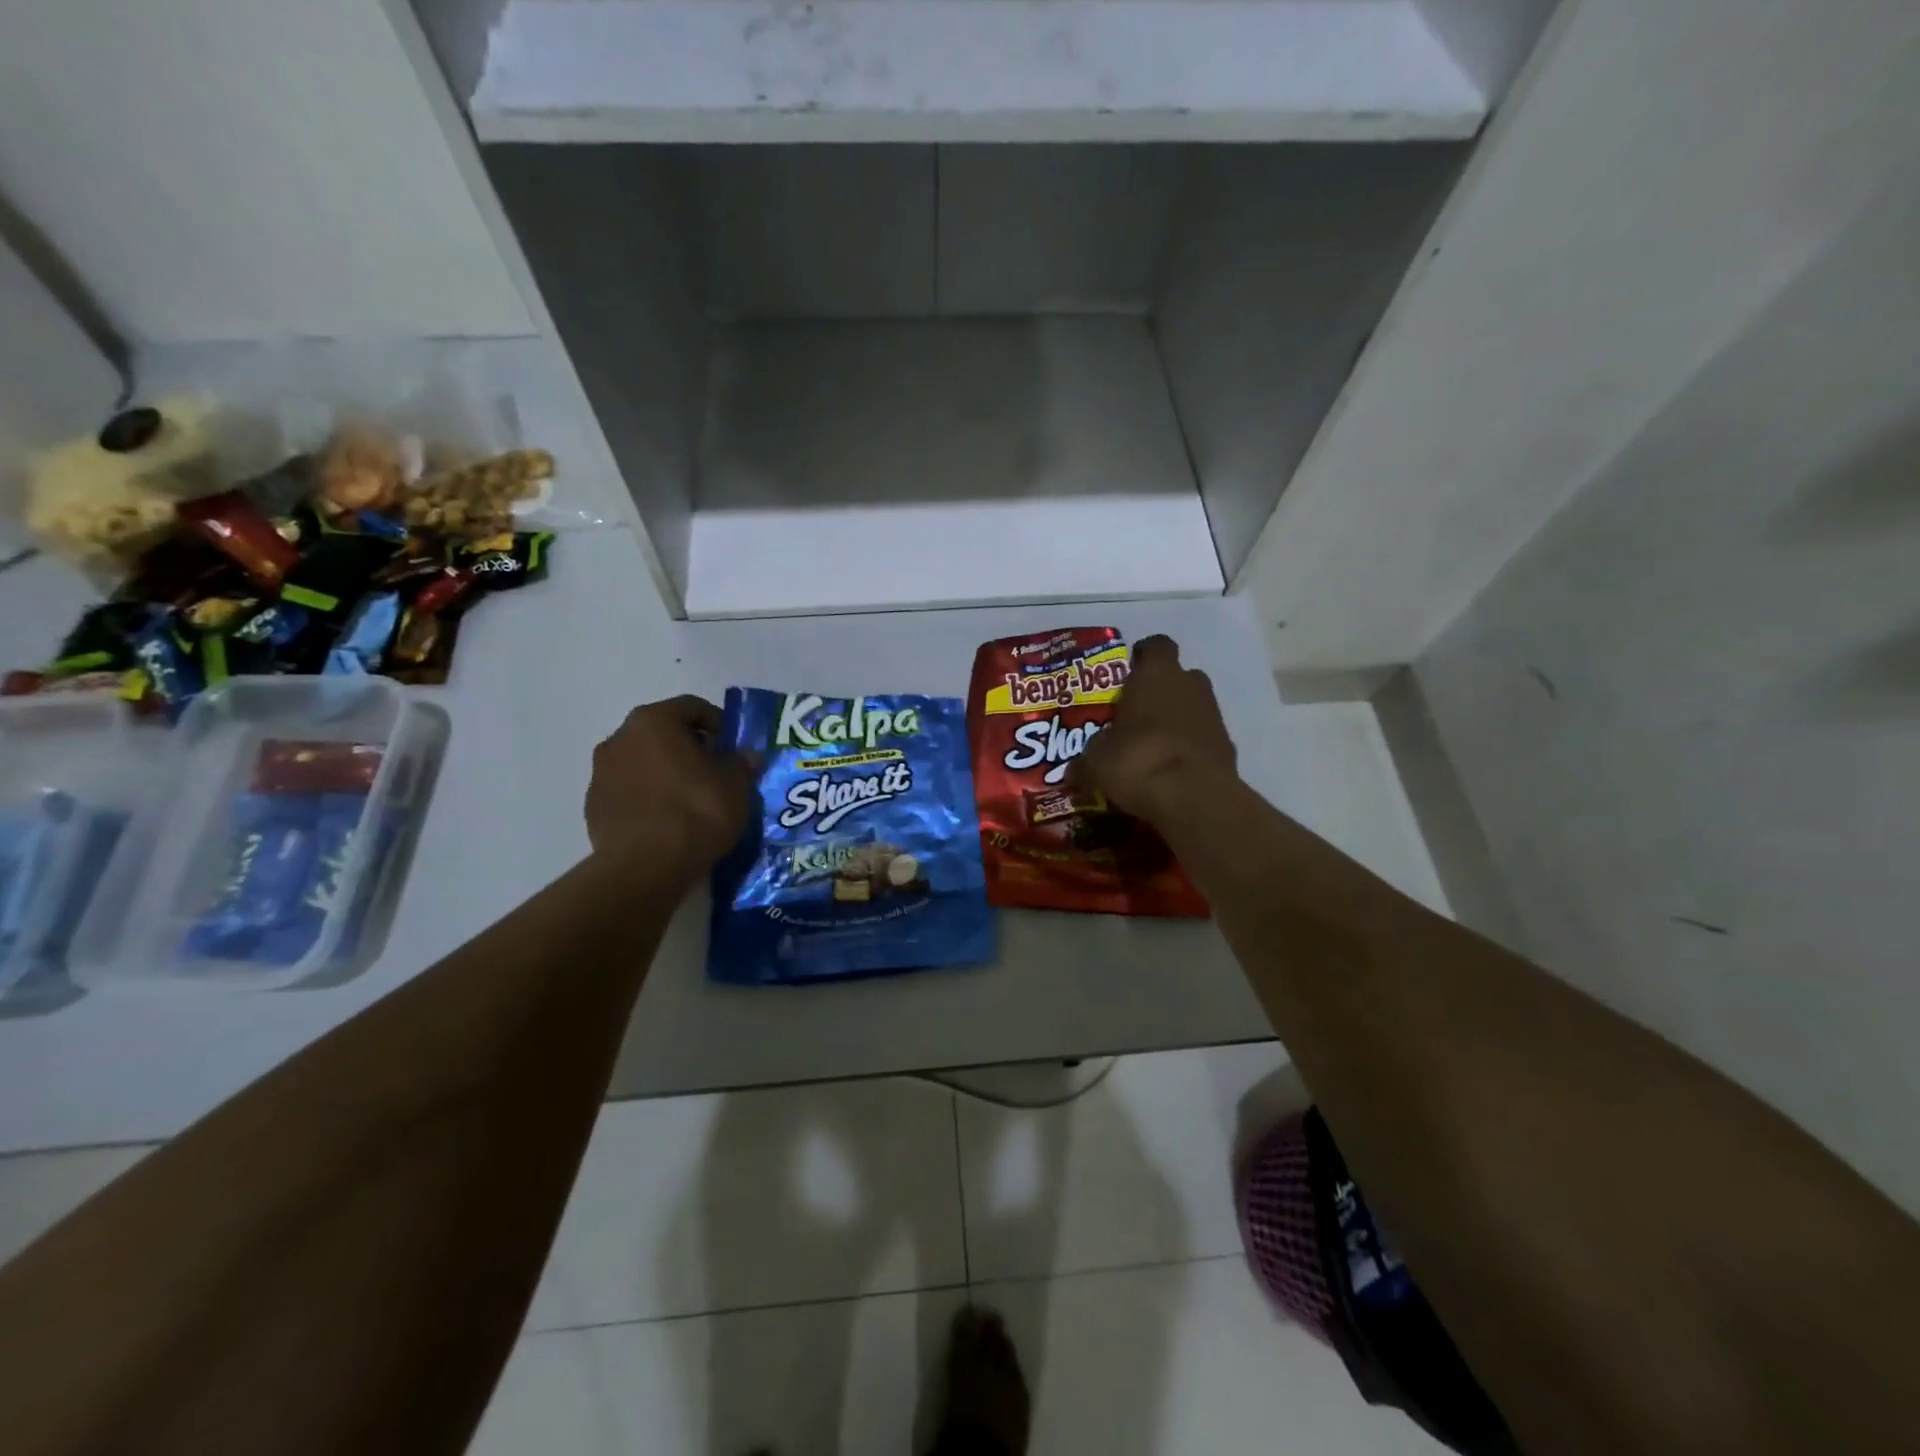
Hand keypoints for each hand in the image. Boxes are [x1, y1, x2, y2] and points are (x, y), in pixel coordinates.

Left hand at [586, 695, 756, 874]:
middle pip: (663, 733)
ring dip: (666, 773)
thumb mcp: (737, 785)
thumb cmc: (697, 812)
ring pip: (643, 762)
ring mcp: (601, 773)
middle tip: (714, 772)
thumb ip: (742, 763)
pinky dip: (647, 798)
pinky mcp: (593, 807)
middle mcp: (620, 738)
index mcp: (654, 722)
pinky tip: (667, 822)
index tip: (733, 747)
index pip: (692, 707)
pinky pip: (629, 792)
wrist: (646, 867)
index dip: (718, 723)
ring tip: (690, 801)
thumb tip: (745, 757)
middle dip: (689, 748)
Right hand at [1074, 635, 1236, 824]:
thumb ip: (1086, 760)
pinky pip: (1202, 739)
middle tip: (1134, 715)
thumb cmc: (1138, 760)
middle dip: (1159, 692)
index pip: (1156, 645)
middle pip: (1177, 676)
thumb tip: (1075, 770)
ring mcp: (1214, 715)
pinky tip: (1169, 772)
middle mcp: (1190, 685)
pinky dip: (1189, 749)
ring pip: (1192, 708)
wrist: (1194, 799)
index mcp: (1156, 674)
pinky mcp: (1228, 747)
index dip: (1143, 656)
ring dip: (1175, 721)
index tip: (1128, 672)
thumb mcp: (1096, 762)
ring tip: (1150, 748)